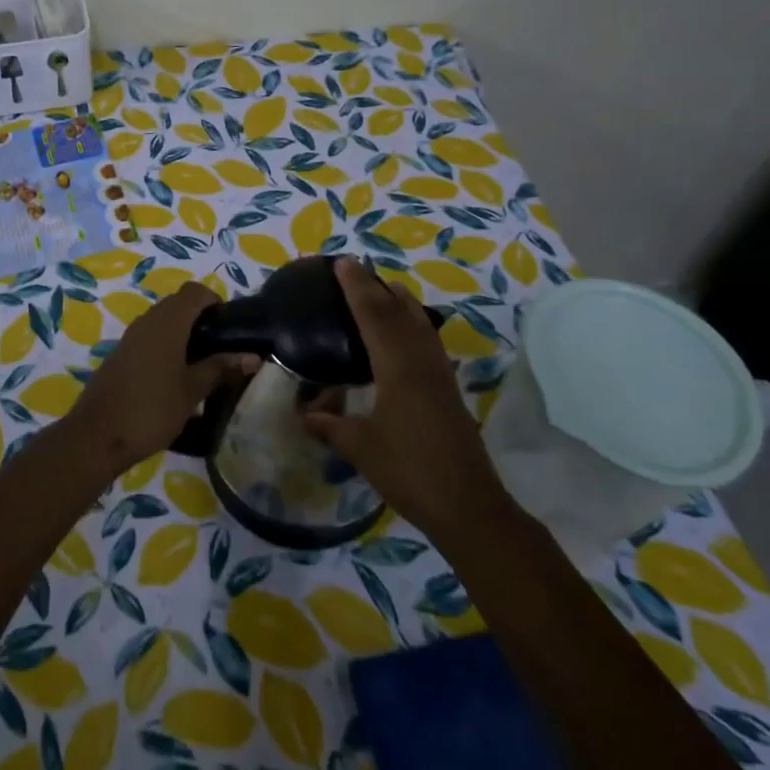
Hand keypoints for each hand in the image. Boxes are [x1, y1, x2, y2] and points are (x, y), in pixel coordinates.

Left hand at [65, 282, 258, 476]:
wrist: (97, 436)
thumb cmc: (151, 409)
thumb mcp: (192, 391)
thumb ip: (220, 368)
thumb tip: (253, 356)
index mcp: (167, 322)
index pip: (194, 291)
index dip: (215, 301)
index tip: (230, 327)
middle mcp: (147, 320)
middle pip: (178, 303)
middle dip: (201, 318)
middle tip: (221, 348)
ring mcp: (130, 337)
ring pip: (162, 321)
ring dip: (183, 333)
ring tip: (203, 364)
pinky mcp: (120, 354)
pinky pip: (149, 337)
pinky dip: (166, 346)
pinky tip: (176, 376)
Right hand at [303, 259, 505, 539]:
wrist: (468, 505)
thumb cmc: (410, 472)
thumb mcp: (360, 448)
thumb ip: (330, 426)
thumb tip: (302, 413)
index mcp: (397, 368)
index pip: (374, 316)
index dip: (357, 288)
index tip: (342, 263)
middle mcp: (421, 362)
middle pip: (399, 312)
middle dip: (376, 287)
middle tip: (355, 268)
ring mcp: (440, 374)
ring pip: (419, 323)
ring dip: (400, 301)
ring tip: (382, 287)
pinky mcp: (448, 389)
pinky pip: (428, 340)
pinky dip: (413, 323)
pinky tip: (406, 330)